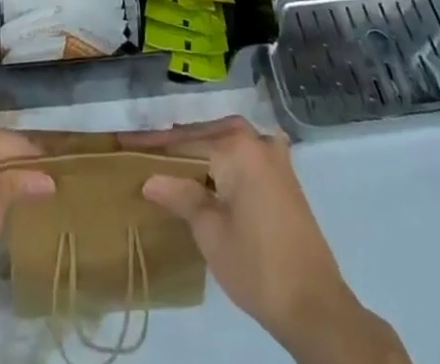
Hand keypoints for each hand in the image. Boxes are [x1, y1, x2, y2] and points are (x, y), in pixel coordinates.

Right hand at [123, 117, 405, 363]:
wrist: (315, 305)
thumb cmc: (257, 266)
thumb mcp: (211, 233)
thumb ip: (182, 197)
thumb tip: (150, 179)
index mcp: (237, 147)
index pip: (185, 141)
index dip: (153, 146)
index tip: (125, 145)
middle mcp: (256, 141)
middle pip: (207, 134)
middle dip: (177, 142)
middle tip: (146, 153)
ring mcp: (275, 157)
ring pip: (228, 140)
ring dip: (202, 147)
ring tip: (173, 160)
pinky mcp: (285, 176)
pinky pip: (246, 151)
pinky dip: (226, 154)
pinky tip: (213, 167)